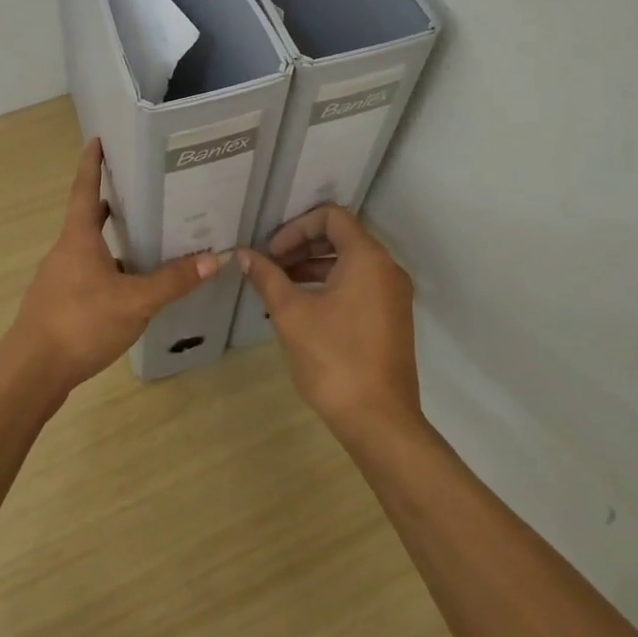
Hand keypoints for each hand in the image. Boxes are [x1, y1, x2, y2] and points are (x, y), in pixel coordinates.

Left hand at [5, 138, 221, 391]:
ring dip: (111, 242)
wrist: (32, 371)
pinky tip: (128, 291)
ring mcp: (58, 279)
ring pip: (88, 250)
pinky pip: (87, 276)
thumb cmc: (81, 322)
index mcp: (78, 238)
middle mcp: (65, 251)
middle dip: (109, 204)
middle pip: (87, 219)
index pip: (85, 189)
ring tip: (144, 242)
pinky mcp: (58, 305)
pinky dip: (107, 273)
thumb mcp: (135, 301)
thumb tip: (214, 258)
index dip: (91, 164)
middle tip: (138, 193)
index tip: (96, 140)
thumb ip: (173, 281)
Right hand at [238, 205, 420, 436]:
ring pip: (349, 262)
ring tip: (279, 286)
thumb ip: (267, 277)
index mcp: (367, 258)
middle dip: (301, 245)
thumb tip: (244, 255)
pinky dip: (329, 285)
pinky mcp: (391, 318)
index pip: (331, 216)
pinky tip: (302, 307)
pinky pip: (359, 285)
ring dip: (312, 266)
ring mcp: (393, 295)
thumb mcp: (291, 313)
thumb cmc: (333, 358)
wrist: (379, 420)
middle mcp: (387, 269)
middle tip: (270, 265)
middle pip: (341, 236)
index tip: (271, 252)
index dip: (296, 227)